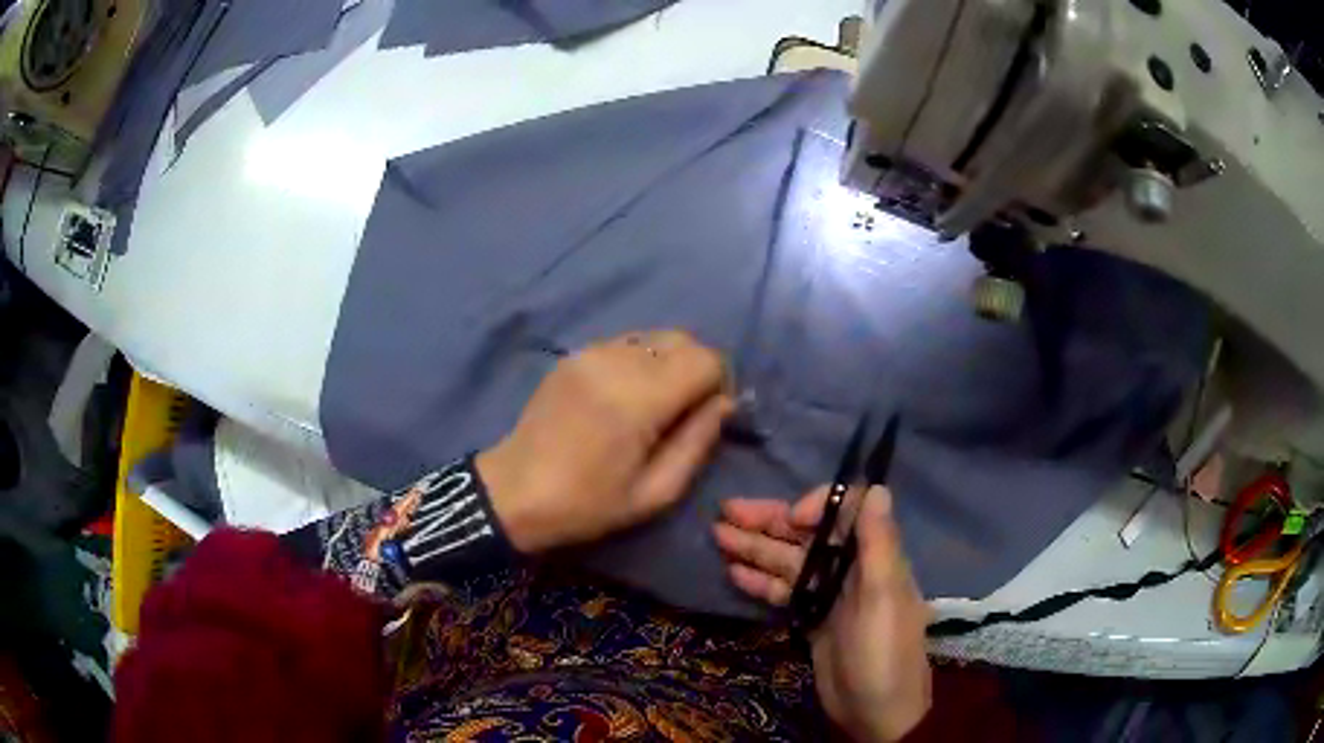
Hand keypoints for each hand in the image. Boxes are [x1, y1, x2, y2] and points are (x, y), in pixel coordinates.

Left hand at [478, 330, 733, 552]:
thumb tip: (723, 404)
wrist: (514, 492)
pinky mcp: (573, 355)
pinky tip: (627, 397)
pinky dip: (642, 361)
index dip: (720, 383)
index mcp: (638, 398)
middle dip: (697, 369)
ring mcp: (590, 353)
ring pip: (654, 337)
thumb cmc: (587, 504)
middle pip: (683, 339)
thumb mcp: (655, 493)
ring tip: (656, 404)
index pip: (705, 359)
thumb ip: (698, 442)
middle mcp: (616, 361)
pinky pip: (626, 343)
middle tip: (687, 411)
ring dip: (669, 363)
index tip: (710, 414)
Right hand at [715, 487, 931, 741]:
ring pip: (789, 562)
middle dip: (770, 521)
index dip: (818, 506)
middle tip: (725, 510)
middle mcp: (851, 570)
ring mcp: (828, 597)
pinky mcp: (811, 620)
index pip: (846, 514)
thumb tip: (879, 487)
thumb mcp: (884, 598)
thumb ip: (879, 544)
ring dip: (755, 548)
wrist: (875, 712)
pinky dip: (759, 581)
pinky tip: (733, 572)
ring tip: (718, 536)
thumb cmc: (883, 653)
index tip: (792, 518)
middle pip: (807, 537)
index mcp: (874, 558)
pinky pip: (782, 592)